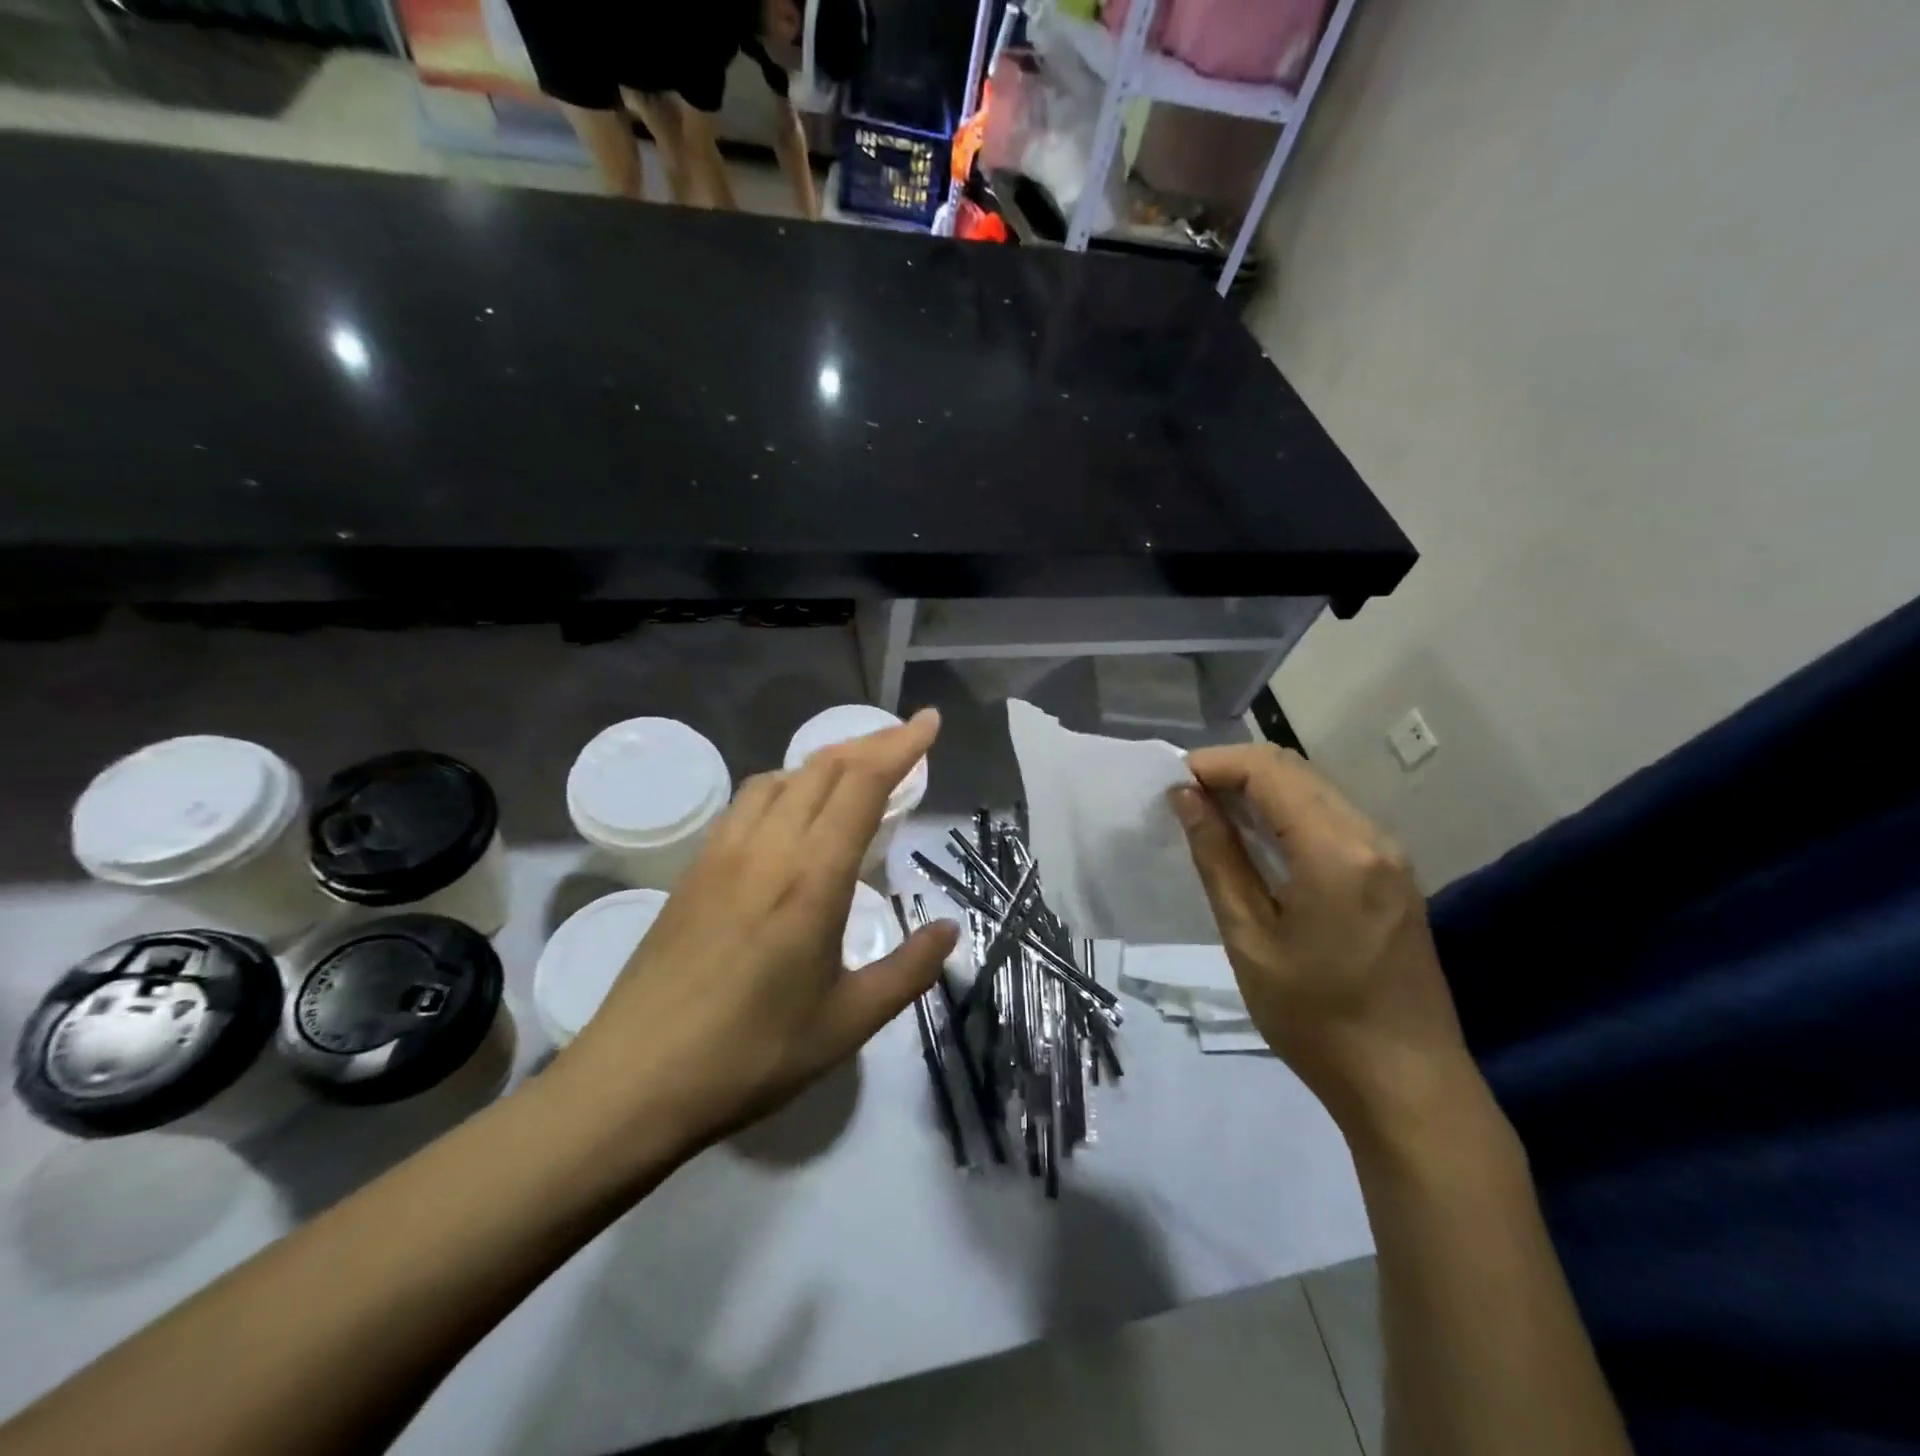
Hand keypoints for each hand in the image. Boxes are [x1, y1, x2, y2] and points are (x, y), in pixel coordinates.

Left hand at [561, 710, 958, 1151]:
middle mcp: (767, 848)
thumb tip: (947, 930)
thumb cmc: (751, 1057)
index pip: (862, 784)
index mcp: (812, 878)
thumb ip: (907, 971)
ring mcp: (723, 854)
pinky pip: (748, 803)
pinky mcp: (694, 870)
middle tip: (906, 741)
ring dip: (825, 762)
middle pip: (823, 768)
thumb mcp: (847, 1023)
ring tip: (854, 774)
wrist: (633, 1082)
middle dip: (871, 743)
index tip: (930, 722)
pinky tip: (792, 815)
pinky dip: (786, 786)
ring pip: (780, 778)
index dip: (900, 745)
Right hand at [1170, 744, 1472, 1132]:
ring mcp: (1389, 854)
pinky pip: (1331, 818)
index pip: (1268, 770)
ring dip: (1259, 791)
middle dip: (1232, 773)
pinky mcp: (1392, 873)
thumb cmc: (1316, 1020)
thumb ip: (1218, 858)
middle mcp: (1371, 836)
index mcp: (1337, 850)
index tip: (1170, 786)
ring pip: (1314, 790)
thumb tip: (1185, 797)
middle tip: (1183, 801)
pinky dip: (1286, 814)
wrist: (1408, 1086)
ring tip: (1210, 818)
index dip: (1213, 765)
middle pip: (1293, 770)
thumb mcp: (1250, 939)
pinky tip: (1257, 843)